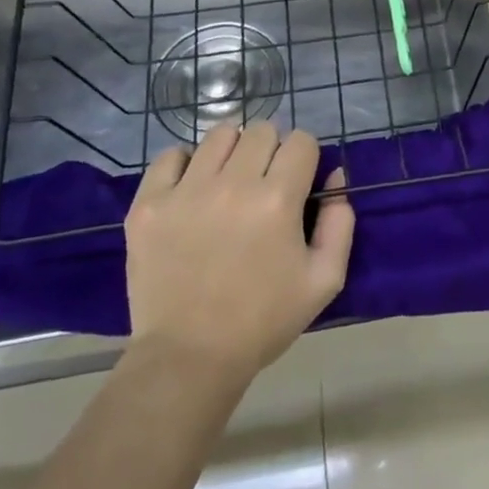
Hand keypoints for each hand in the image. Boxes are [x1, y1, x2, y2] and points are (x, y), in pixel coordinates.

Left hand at [122, 122, 354, 384]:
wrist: (189, 358)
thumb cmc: (263, 320)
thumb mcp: (324, 279)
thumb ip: (340, 222)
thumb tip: (334, 177)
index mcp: (278, 199)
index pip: (301, 140)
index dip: (304, 158)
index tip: (297, 180)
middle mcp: (233, 184)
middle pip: (261, 130)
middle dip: (271, 150)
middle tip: (264, 183)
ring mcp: (186, 192)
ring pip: (219, 135)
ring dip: (232, 152)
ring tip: (228, 182)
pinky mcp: (149, 205)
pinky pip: (170, 156)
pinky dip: (185, 164)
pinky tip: (192, 189)